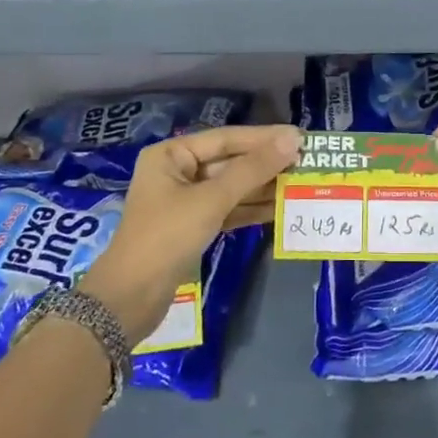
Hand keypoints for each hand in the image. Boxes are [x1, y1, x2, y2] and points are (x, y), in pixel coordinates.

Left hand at [81, 124, 300, 342]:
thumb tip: (292, 141)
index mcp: (172, 155)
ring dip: (264, 188)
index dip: (264, 138)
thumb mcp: (212, 200)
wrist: (131, 298)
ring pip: (232, 187)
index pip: (226, 138)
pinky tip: (281, 209)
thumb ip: (253, 170)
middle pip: (230, 162)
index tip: (301, 138)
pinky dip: (252, 210)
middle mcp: (178, 171)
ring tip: (301, 184)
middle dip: (266, 164)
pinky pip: (228, 210)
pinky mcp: (193, 227)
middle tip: (307, 162)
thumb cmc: (167, 237)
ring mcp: (185, 201)